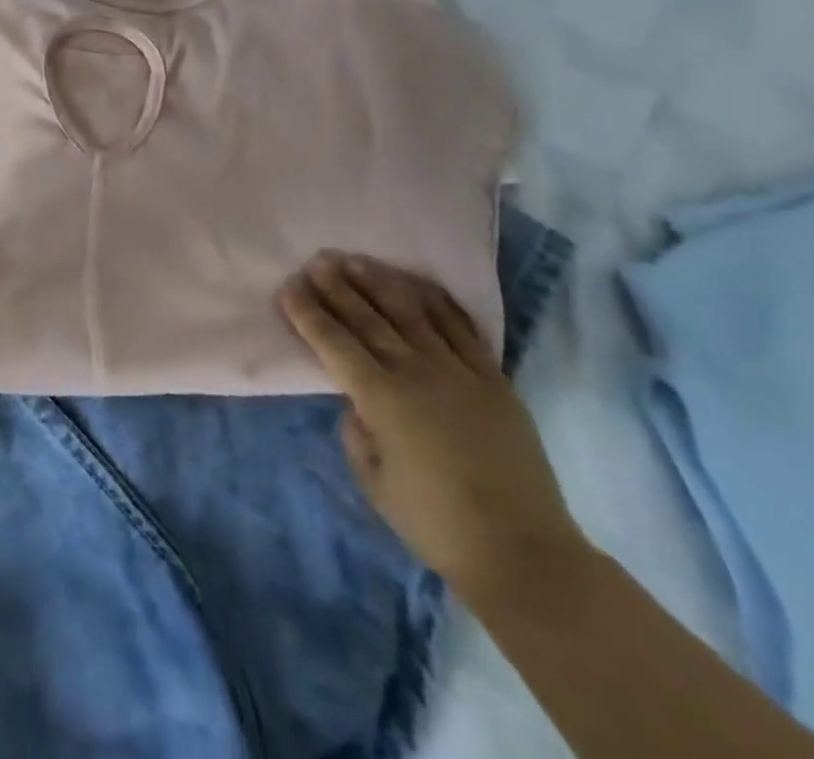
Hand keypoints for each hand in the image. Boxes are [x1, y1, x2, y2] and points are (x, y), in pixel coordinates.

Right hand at [280, 252, 589, 605]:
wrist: (525, 553)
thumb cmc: (436, 523)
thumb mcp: (373, 481)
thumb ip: (356, 432)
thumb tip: (358, 403)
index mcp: (381, 398)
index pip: (333, 342)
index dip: (308, 313)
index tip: (289, 288)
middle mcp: (416, 372)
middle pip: (368, 318)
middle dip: (337, 287)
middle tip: (317, 260)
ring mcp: (459, 371)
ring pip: (411, 313)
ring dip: (380, 283)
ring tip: (357, 260)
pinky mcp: (494, 379)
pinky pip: (462, 328)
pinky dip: (436, 302)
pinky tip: (418, 285)